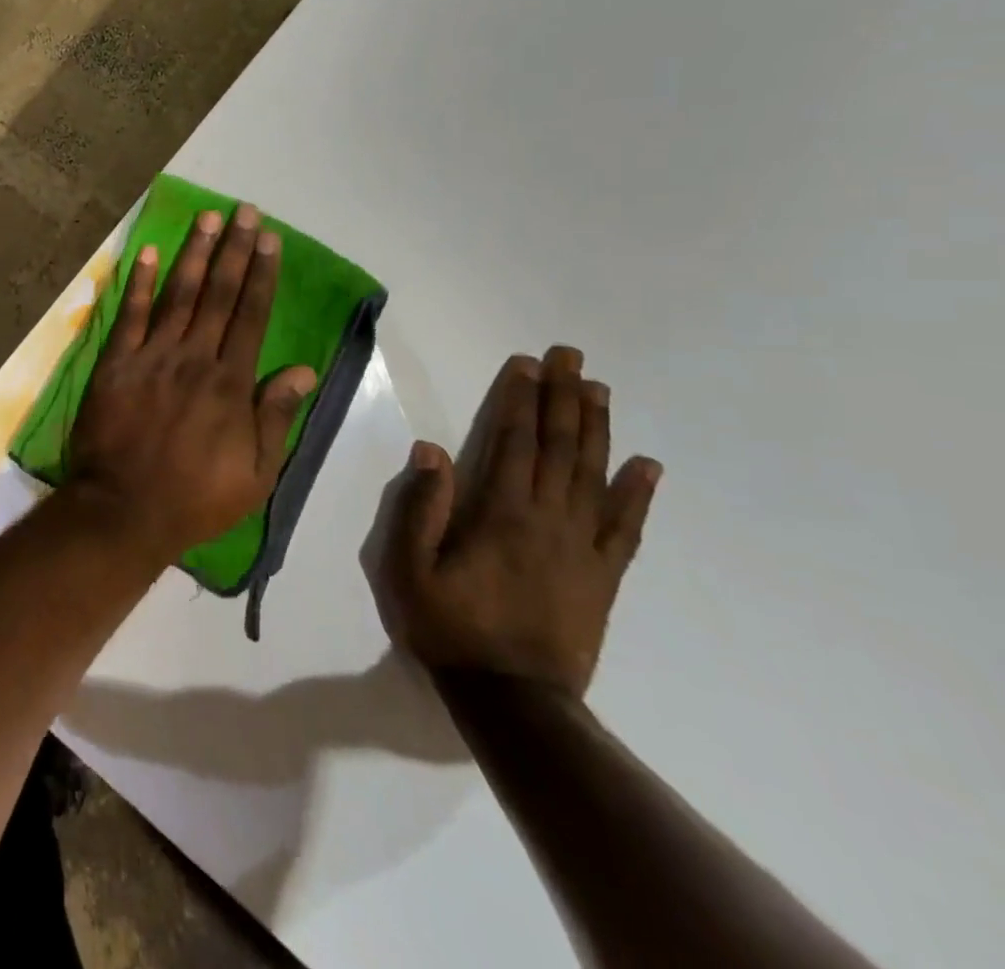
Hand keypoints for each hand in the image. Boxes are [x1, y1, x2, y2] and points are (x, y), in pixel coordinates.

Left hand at [69, 203, 317, 560]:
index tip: (269, 240)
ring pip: (178, 295)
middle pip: (218, 294)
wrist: (124, 510)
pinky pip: (129, 316)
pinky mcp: (115, 364)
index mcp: (230, 383)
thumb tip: (304, 370)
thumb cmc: (196, 498)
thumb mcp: (256, 473)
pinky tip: (147, 252)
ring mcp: (151, 357)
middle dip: (233, 250)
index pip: (250, 316)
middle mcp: (194, 358)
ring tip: (206, 218)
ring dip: (193, 254)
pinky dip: (139, 283)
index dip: (261, 275)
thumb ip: (277, 417)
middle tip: (243, 211)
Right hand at [377, 348, 660, 695]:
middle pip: (558, 448)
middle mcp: (548, 520)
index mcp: (501, 514)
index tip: (527, 364)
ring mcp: (582, 548)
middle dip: (563, 398)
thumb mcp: (409, 568)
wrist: (513, 701)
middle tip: (571, 357)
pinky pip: (626, 528)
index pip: (512, 442)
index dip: (519, 400)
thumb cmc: (450, 627)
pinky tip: (648, 466)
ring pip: (594, 476)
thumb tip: (432, 449)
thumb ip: (421, 507)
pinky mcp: (602, 576)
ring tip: (600, 390)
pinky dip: (638, 494)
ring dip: (596, 429)